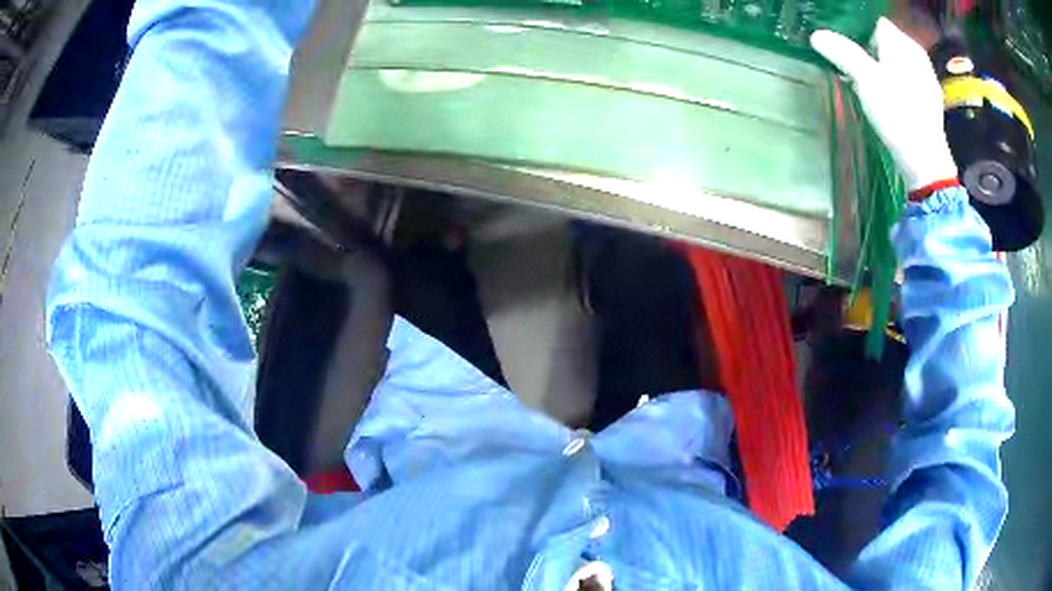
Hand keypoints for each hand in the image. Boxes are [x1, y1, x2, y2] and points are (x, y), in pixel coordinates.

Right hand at [811, 17, 957, 190]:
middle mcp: (916, 54)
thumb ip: (842, 53)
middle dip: (864, 48)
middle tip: (847, 64)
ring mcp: (924, 77)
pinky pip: (902, 77)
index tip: (839, 42)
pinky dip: (889, 80)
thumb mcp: (866, 80)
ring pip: (892, 60)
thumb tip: (816, 35)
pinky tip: (883, 97)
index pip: (872, 22)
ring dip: (875, 65)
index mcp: (903, 43)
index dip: (854, 28)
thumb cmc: (898, 115)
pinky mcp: (926, 98)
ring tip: (861, 81)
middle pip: (882, 40)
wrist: (926, 163)